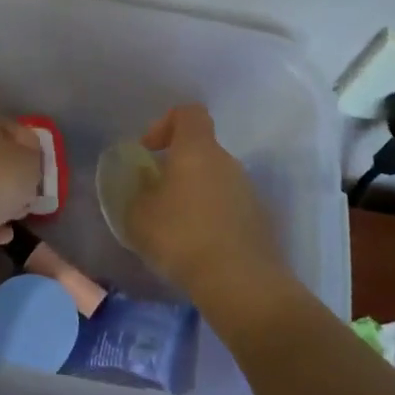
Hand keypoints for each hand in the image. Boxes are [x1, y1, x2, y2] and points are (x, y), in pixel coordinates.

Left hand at [0, 115, 42, 243]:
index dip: (35, 149)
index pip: (17, 130)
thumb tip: (28, 165)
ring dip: (2, 203)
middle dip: (17, 179)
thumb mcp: (30, 164)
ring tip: (19, 216)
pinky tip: (3, 235)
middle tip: (33, 195)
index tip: (45, 171)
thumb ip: (36, 161)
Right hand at [127, 104, 290, 302]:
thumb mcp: (138, 216)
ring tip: (174, 227)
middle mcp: (227, 162)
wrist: (240, 281)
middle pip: (201, 150)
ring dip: (194, 194)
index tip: (149, 151)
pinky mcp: (259, 219)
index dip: (165, 123)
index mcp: (197, 150)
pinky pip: (228, 206)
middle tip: (156, 196)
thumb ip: (135, 193)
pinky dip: (211, 217)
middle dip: (177, 167)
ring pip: (215, 179)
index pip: (188, 113)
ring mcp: (248, 190)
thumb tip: (142, 186)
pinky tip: (197, 246)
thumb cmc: (181, 237)